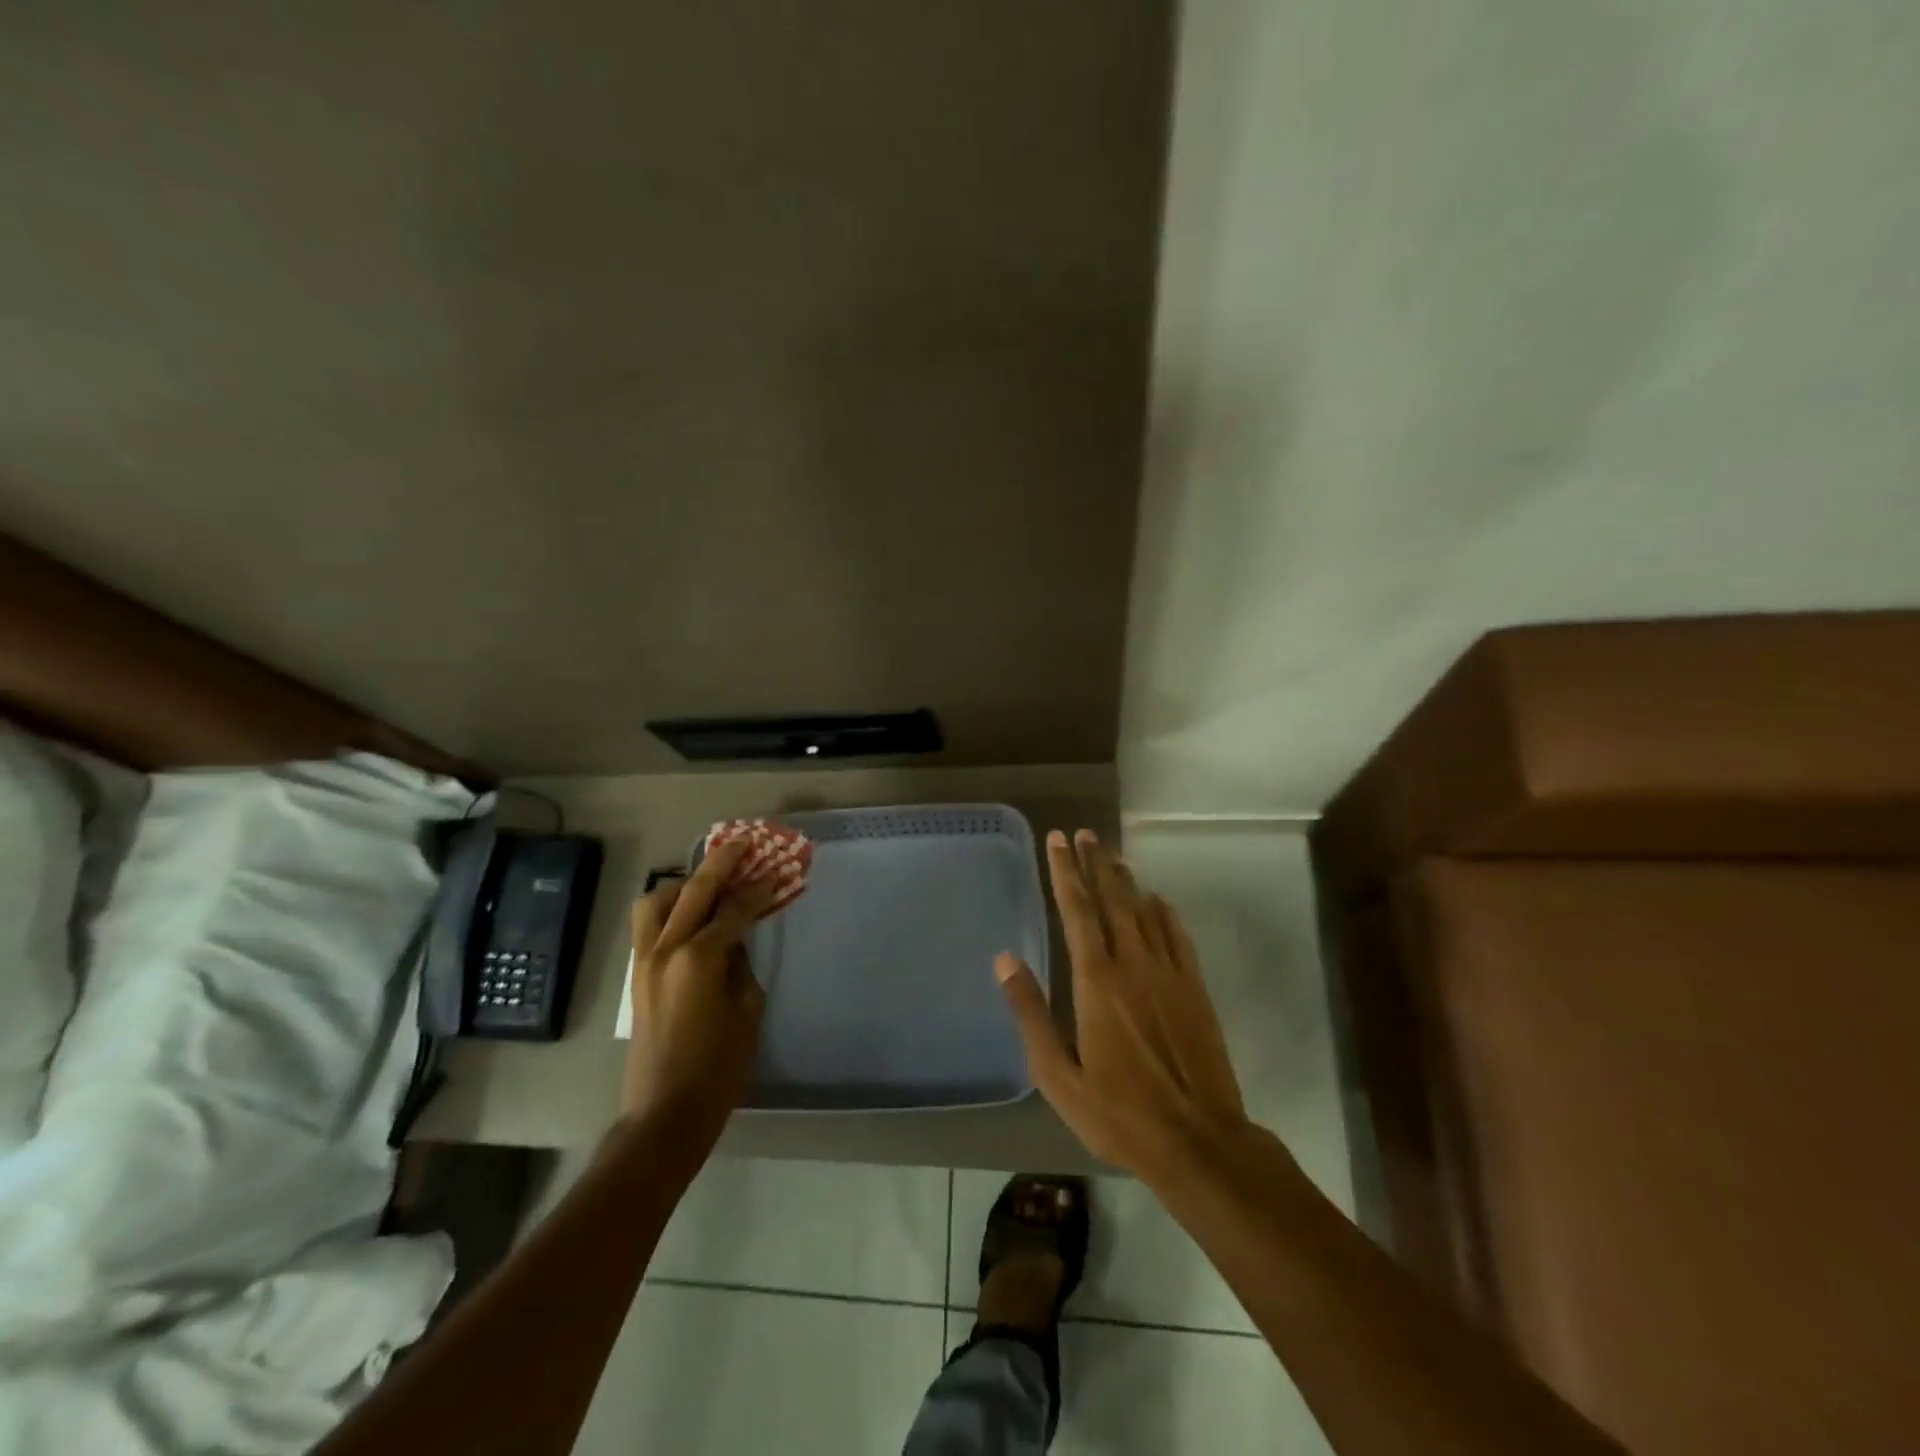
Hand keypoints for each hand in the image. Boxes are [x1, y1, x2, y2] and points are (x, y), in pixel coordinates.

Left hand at [623, 839, 772, 1133]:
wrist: (664, 1114)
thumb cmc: (718, 1068)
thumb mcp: (747, 1012)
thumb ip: (742, 966)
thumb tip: (735, 941)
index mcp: (699, 959)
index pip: (734, 911)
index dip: (758, 891)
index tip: (776, 874)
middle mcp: (666, 950)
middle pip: (693, 891)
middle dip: (720, 863)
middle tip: (742, 844)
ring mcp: (645, 961)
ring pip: (656, 902)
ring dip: (683, 884)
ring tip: (707, 883)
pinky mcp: (636, 976)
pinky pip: (648, 925)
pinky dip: (668, 909)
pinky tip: (690, 915)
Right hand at [996, 829, 1246, 1178]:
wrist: (1199, 1140)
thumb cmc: (1119, 1113)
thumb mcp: (1058, 1075)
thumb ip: (1031, 1013)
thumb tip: (1005, 959)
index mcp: (1097, 981)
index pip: (1077, 911)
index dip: (1065, 872)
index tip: (1057, 841)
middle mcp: (1133, 964)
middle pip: (1113, 899)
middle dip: (1096, 863)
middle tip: (1084, 833)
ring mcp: (1169, 973)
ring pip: (1145, 911)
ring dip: (1126, 880)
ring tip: (1112, 855)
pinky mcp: (1195, 989)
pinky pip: (1177, 936)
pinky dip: (1164, 912)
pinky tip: (1157, 900)